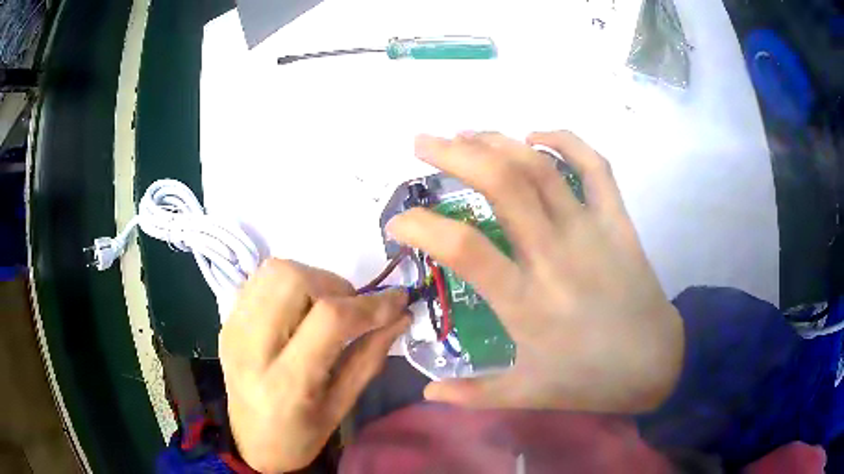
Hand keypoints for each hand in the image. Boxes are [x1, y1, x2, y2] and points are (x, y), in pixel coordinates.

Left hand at [219, 259, 408, 471]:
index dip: (369, 304)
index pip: (329, 319)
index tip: (397, 301)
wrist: (251, 441)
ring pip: (275, 271)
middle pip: (293, 280)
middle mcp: (251, 348)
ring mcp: (233, 328)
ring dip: (311, 280)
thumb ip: (370, 357)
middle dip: (334, 286)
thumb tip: (401, 316)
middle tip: (351, 310)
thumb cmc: (301, 435)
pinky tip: (298, 309)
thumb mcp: (342, 406)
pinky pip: (260, 279)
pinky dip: (289, 283)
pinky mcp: (226, 320)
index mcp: (286, 383)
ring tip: (324, 307)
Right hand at [387, 131, 683, 412]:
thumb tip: (427, 393)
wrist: (657, 363)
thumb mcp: (529, 395)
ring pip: (542, 167)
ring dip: (498, 142)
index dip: (423, 227)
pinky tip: (536, 136)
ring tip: (465, 134)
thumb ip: (474, 394)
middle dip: (454, 153)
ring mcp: (591, 232)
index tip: (398, 222)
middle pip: (503, 184)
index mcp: (528, 304)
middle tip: (422, 142)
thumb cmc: (591, 380)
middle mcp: (556, 257)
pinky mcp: (618, 222)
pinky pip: (595, 167)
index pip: (464, 249)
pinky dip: (566, 141)